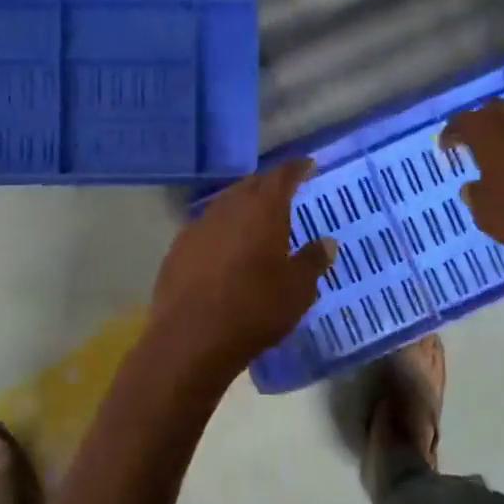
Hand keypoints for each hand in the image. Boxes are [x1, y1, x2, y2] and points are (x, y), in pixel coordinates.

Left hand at [146, 160, 336, 381]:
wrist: (191, 337)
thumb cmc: (255, 308)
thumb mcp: (298, 290)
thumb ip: (313, 261)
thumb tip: (326, 243)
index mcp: (262, 210)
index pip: (282, 176)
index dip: (296, 169)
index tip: (307, 165)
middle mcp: (228, 208)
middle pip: (250, 186)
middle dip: (268, 187)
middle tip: (283, 193)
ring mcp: (198, 227)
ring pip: (225, 206)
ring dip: (242, 209)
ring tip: (255, 222)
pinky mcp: (177, 249)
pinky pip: (205, 230)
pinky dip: (221, 232)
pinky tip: (225, 251)